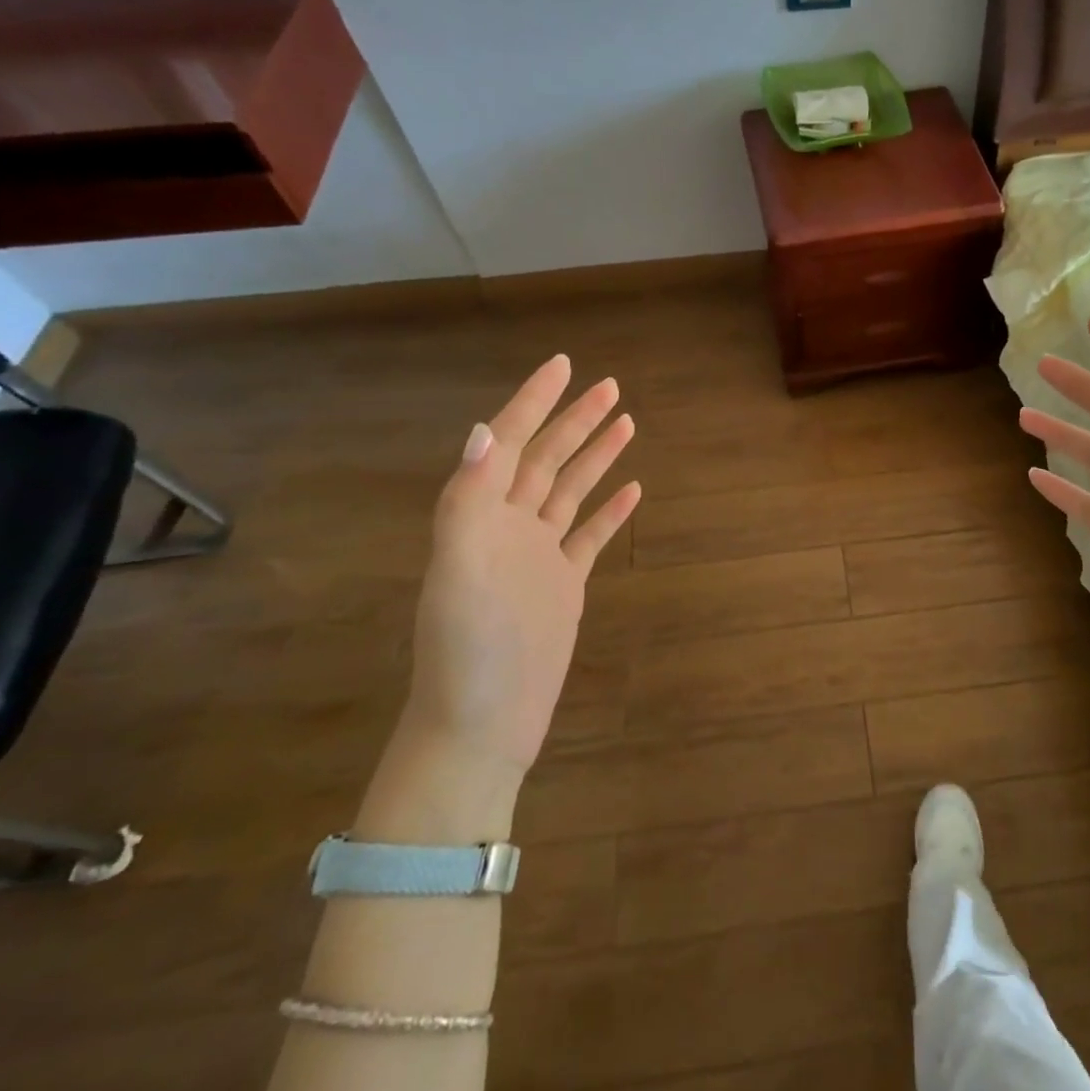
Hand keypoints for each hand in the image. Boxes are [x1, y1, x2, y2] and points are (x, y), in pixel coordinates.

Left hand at [405, 354, 640, 777]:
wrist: (481, 724)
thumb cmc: (467, 651)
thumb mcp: (458, 571)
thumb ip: (467, 500)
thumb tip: (483, 430)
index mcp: (479, 516)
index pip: (509, 443)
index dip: (533, 402)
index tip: (562, 365)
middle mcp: (508, 527)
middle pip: (546, 459)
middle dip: (575, 420)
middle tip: (610, 385)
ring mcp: (538, 555)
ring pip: (570, 490)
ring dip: (595, 455)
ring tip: (626, 422)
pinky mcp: (563, 584)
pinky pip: (589, 535)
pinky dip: (610, 510)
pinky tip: (632, 490)